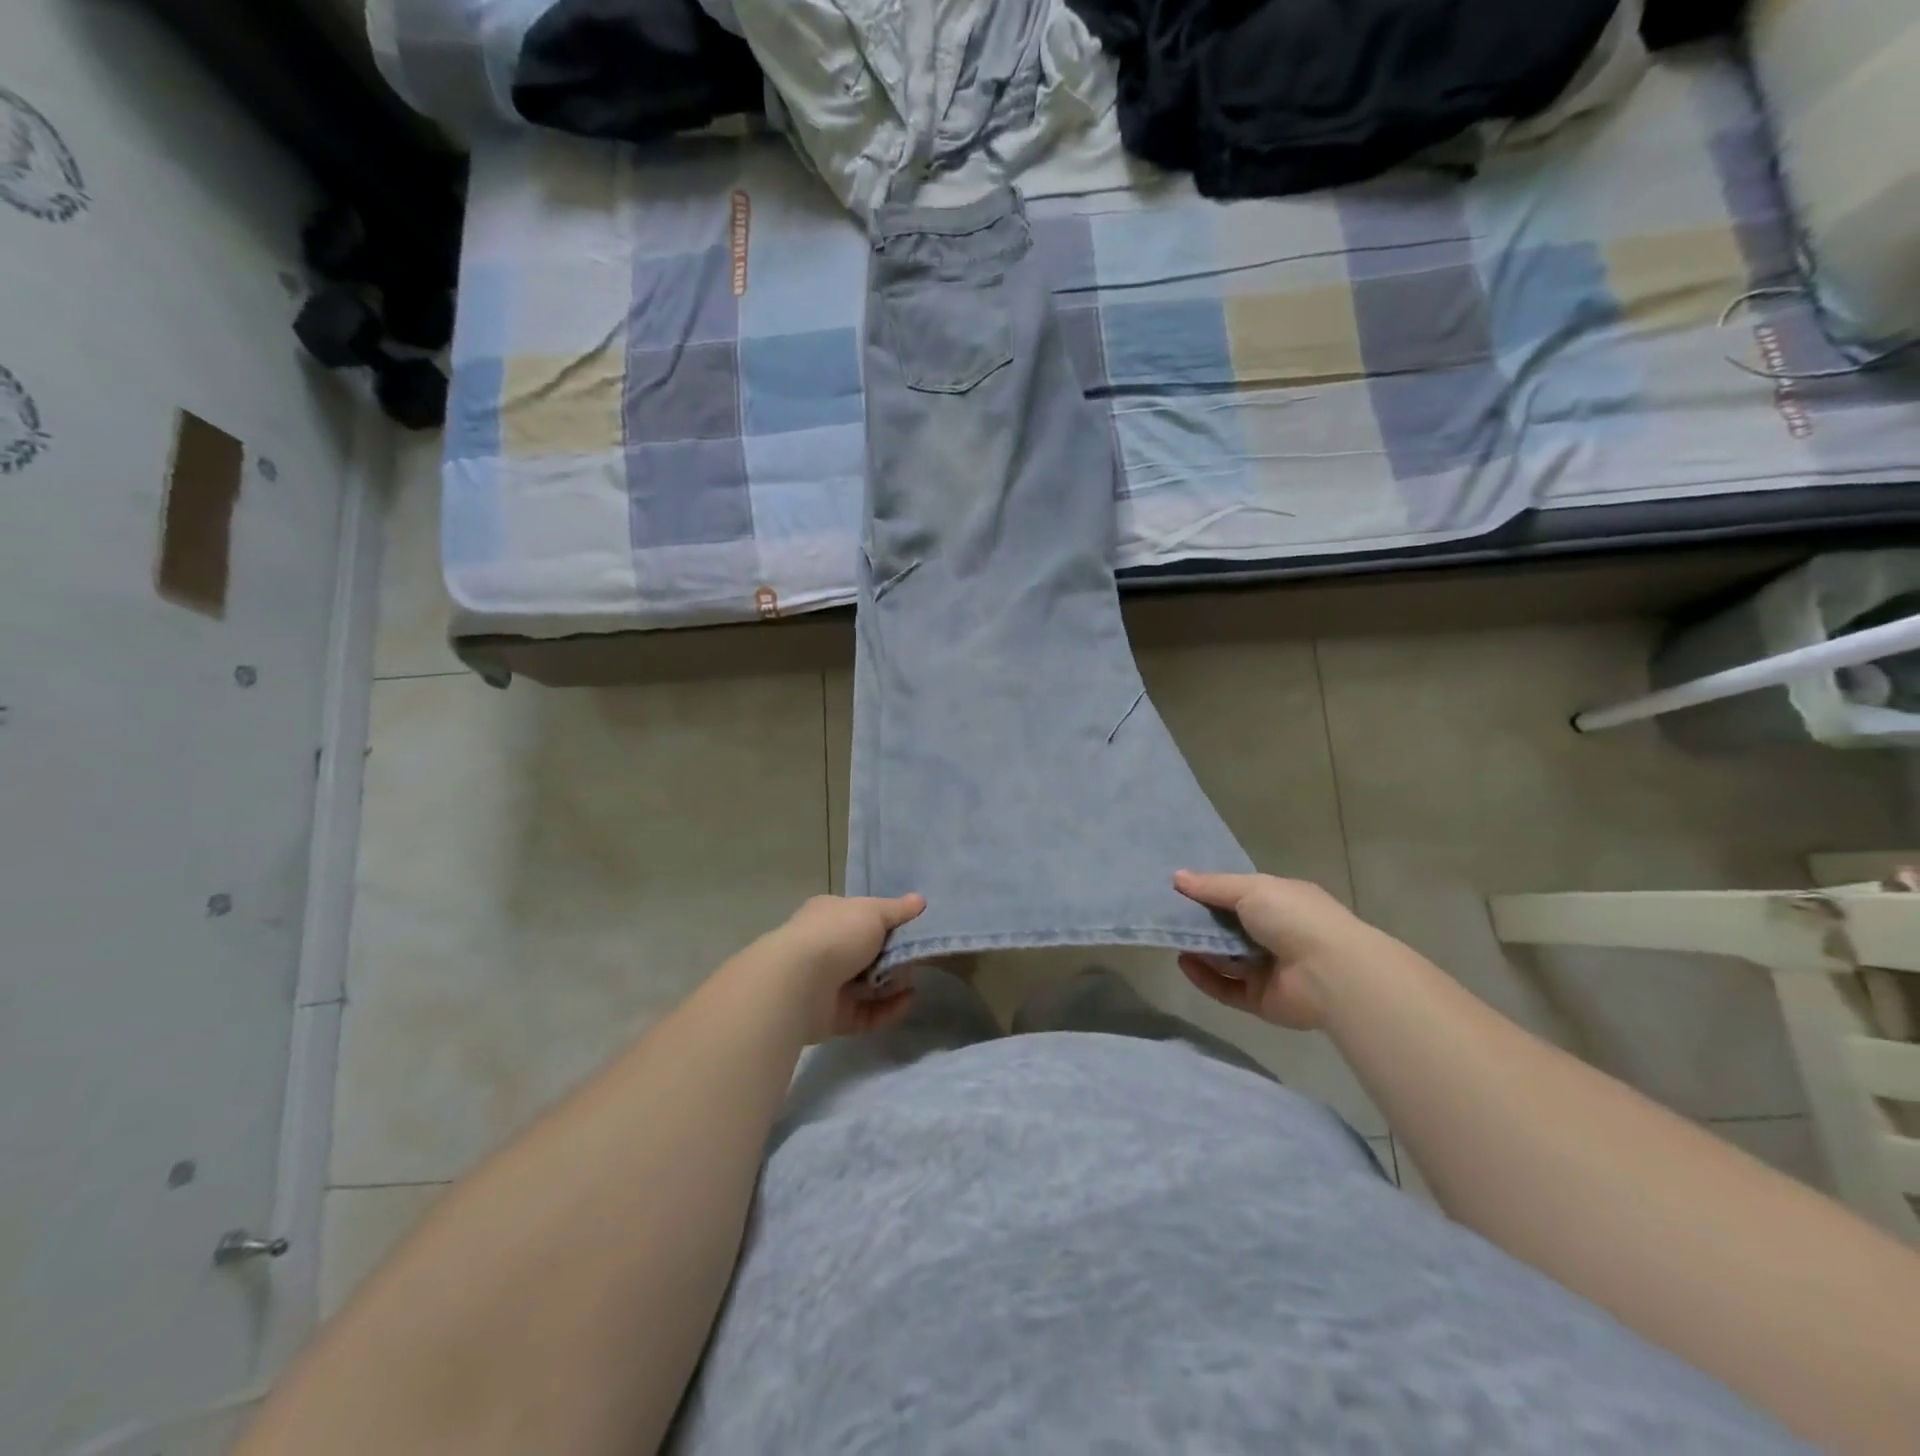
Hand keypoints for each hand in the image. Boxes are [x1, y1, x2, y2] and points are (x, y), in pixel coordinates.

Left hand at [763, 893, 925, 1041]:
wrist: (798, 984)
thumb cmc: (836, 936)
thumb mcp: (873, 912)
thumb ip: (898, 910)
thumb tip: (919, 900)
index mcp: (830, 916)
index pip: (862, 917)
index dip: (888, 923)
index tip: (913, 930)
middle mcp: (826, 948)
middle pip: (869, 953)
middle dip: (895, 957)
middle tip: (915, 958)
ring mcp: (828, 984)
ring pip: (869, 985)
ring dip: (893, 984)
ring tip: (911, 982)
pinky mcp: (833, 1017)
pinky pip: (867, 1013)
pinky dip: (888, 1009)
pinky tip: (907, 1001)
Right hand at [1173, 870, 1376, 1030]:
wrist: (1331, 973)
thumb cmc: (1293, 917)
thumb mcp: (1250, 889)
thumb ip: (1211, 886)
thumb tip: (1176, 877)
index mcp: (1280, 903)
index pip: (1239, 896)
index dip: (1210, 892)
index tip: (1178, 889)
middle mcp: (1275, 934)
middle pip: (1228, 928)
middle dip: (1200, 922)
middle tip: (1167, 915)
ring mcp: (1268, 969)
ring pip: (1225, 959)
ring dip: (1199, 949)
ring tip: (1171, 938)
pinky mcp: (1261, 999)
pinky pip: (1225, 988)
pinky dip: (1204, 976)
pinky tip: (1184, 962)